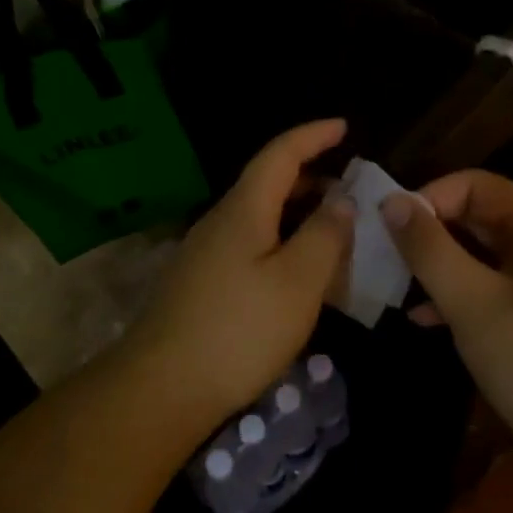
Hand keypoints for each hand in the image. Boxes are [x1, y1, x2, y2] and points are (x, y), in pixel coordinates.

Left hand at [114, 120, 353, 428]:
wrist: (162, 387)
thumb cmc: (239, 330)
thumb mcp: (297, 282)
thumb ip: (324, 236)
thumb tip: (341, 200)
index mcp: (243, 210)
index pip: (279, 155)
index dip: (312, 136)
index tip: (344, 126)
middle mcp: (220, 222)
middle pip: (266, 183)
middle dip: (310, 177)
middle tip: (350, 187)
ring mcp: (206, 254)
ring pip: (259, 218)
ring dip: (296, 214)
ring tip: (333, 229)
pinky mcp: (202, 284)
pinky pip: (250, 246)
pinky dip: (281, 243)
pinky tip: (298, 272)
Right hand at [383, 171, 512, 493]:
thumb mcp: (471, 301)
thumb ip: (428, 248)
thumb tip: (391, 202)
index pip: (475, 185)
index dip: (430, 199)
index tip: (392, 232)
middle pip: (480, 218)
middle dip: (430, 234)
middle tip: (387, 260)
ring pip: (483, 258)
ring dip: (440, 267)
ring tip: (398, 290)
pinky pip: (493, 293)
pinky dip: (459, 298)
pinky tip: (425, 322)